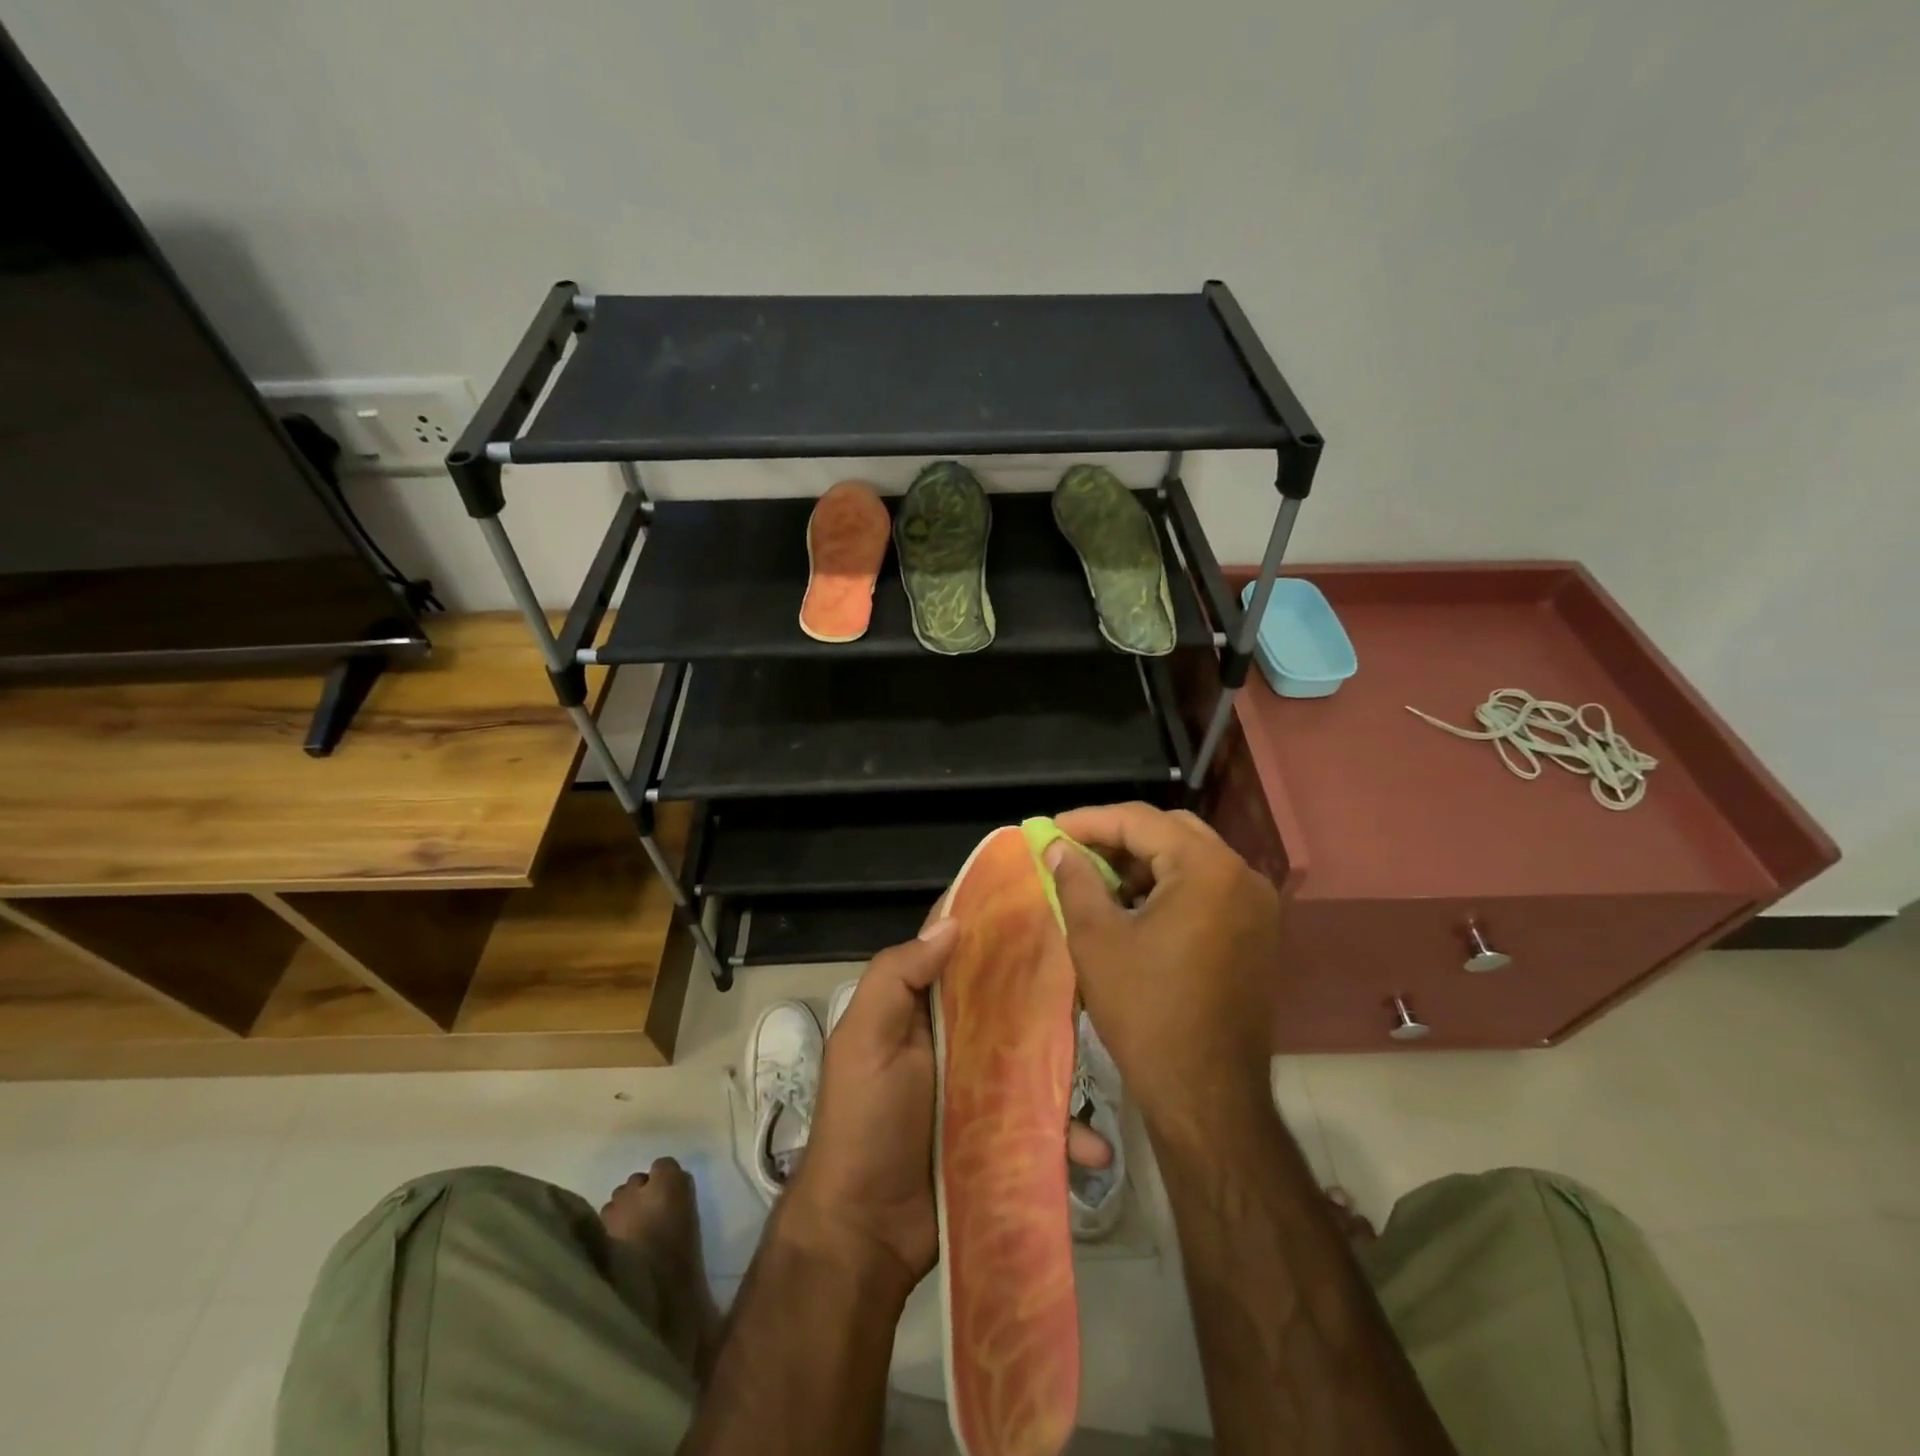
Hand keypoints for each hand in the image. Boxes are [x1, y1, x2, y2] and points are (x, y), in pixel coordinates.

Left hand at [786, 913, 1119, 1290]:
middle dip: (1047, 984)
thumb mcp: (864, 1040)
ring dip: (1069, 1062)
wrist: (865, 1233)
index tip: (1040, 896)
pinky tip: (1094, 1151)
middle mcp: (957, 1038)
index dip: (992, 923)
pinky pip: (1044, 1122)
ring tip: (1114, 1057)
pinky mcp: (1004, 1133)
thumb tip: (953, 922)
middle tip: (1099, 968)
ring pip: (1036, 1056)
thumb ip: (897, 977)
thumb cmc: (864, 1122)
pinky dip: (1068, 1134)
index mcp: (923, 1008)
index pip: (959, 951)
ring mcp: (984, 1087)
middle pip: (1008, 999)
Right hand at [1048, 803, 1282, 1125]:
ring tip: (1096, 878)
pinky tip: (1132, 906)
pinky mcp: (1256, 932)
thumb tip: (1058, 848)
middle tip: (1073, 850)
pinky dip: (1168, 886)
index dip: (1089, 821)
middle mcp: (1242, 875)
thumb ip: (1075, 881)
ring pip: (1190, 858)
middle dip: (1118, 837)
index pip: (1140, 821)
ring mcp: (1256, 905)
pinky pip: (1206, 887)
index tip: (1049, 829)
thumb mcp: (1097, 940)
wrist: (1206, 1094)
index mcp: (1207, 869)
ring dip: (1143, 861)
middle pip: (1171, 831)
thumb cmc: (1146, 1012)